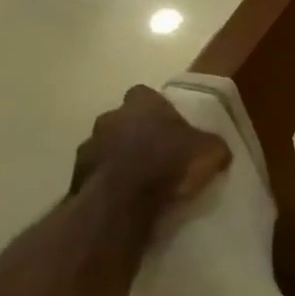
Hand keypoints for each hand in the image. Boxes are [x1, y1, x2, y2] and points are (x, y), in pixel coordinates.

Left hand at [72, 86, 231, 207]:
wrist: (122, 201)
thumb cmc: (170, 163)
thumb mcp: (211, 152)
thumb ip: (212, 145)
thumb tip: (218, 150)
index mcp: (142, 104)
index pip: (145, 94)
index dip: (157, 108)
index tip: (169, 124)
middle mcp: (110, 117)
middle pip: (123, 119)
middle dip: (136, 132)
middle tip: (157, 152)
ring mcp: (88, 146)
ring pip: (106, 146)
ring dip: (119, 157)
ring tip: (141, 178)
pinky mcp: (76, 176)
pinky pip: (97, 173)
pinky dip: (109, 181)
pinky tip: (126, 195)